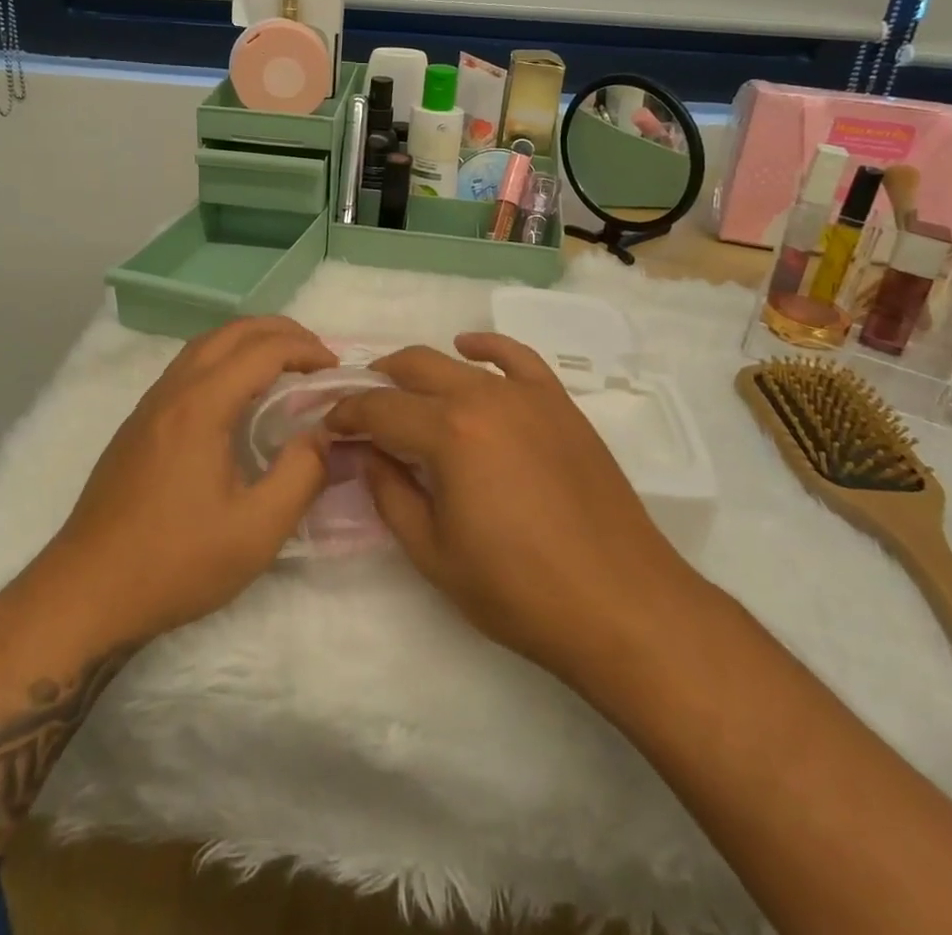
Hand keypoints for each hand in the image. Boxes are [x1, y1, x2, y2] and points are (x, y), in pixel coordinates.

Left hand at [41, 316, 336, 642]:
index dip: (306, 351)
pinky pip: (188, 367)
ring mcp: (150, 404)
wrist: (86, 591)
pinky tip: (238, 395)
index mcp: (201, 406)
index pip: (263, 350)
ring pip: (205, 345)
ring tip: (285, 365)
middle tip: (318, 357)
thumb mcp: (255, 530)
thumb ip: (302, 475)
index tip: (337, 372)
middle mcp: (173, 391)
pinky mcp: (139, 423)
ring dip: (250, 341)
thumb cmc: (174, 562)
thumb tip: (326, 434)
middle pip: (231, 332)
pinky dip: (224, 359)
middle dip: (281, 332)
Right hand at [327, 333, 687, 684]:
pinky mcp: (559, 404)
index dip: (346, 414)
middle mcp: (483, 396)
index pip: (379, 408)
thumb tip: (364, 452)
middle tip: (360, 411)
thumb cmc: (518, 590)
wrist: (620, 604)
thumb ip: (389, 492)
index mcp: (448, 433)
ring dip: (421, 370)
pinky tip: (468, 349)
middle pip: (413, 368)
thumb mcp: (432, 551)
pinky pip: (517, 357)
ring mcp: (526, 395)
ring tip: (402, 389)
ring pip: (458, 362)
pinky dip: (486, 347)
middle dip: (377, 383)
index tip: (330, 428)